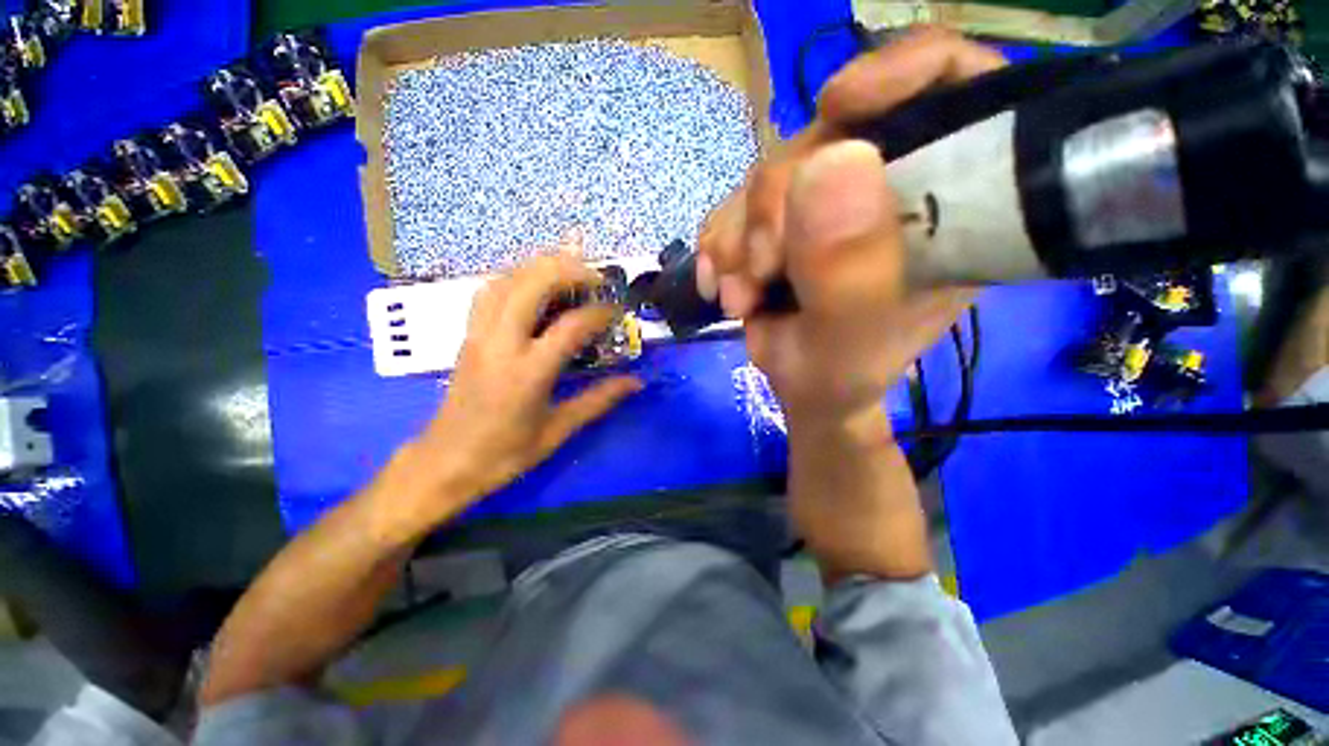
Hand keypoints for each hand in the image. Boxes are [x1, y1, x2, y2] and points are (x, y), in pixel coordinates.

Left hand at [407, 250, 642, 516]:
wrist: (444, 463)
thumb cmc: (504, 453)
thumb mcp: (558, 430)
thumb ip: (599, 400)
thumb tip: (636, 382)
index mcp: (528, 372)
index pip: (571, 326)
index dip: (600, 312)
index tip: (619, 311)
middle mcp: (501, 343)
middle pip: (532, 284)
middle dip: (569, 270)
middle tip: (597, 276)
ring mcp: (479, 335)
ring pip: (507, 280)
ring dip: (541, 266)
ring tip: (570, 268)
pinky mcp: (467, 335)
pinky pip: (490, 291)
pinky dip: (515, 276)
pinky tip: (533, 282)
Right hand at [698, 28, 1002, 428]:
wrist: (802, 388)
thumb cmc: (840, 375)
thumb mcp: (850, 340)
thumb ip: (848, 269)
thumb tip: (831, 162)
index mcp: (946, 206)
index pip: (955, 87)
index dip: (902, 71)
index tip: (840, 103)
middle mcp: (891, 187)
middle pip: (830, 135)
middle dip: (776, 207)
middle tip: (761, 273)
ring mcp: (830, 201)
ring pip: (770, 173)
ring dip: (740, 238)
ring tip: (742, 296)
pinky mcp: (784, 218)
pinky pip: (736, 204)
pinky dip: (721, 245)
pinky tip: (724, 284)